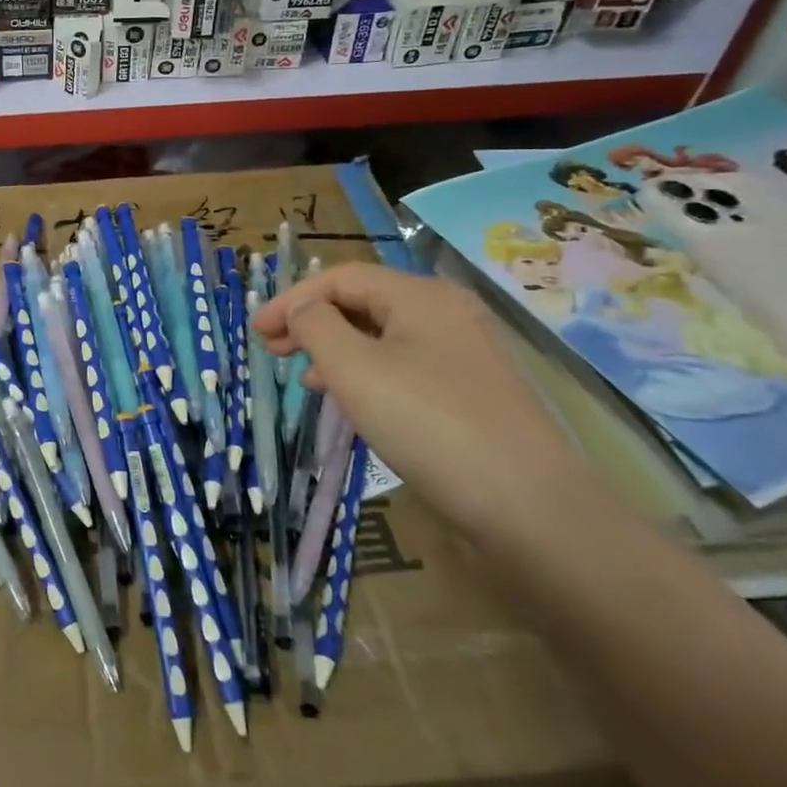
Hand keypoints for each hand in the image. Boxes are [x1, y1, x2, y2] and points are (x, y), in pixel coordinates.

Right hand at [252, 263, 579, 541]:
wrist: (530, 508)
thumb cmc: (428, 424)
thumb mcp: (354, 369)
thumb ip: (316, 326)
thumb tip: (301, 308)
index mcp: (419, 296)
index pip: (340, 278)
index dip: (291, 298)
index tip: (256, 332)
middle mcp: (446, 313)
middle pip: (363, 302)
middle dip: (311, 321)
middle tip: (273, 350)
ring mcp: (463, 353)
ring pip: (382, 335)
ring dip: (335, 348)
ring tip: (305, 377)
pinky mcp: (471, 392)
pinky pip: (404, 365)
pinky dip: (367, 372)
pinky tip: (352, 400)